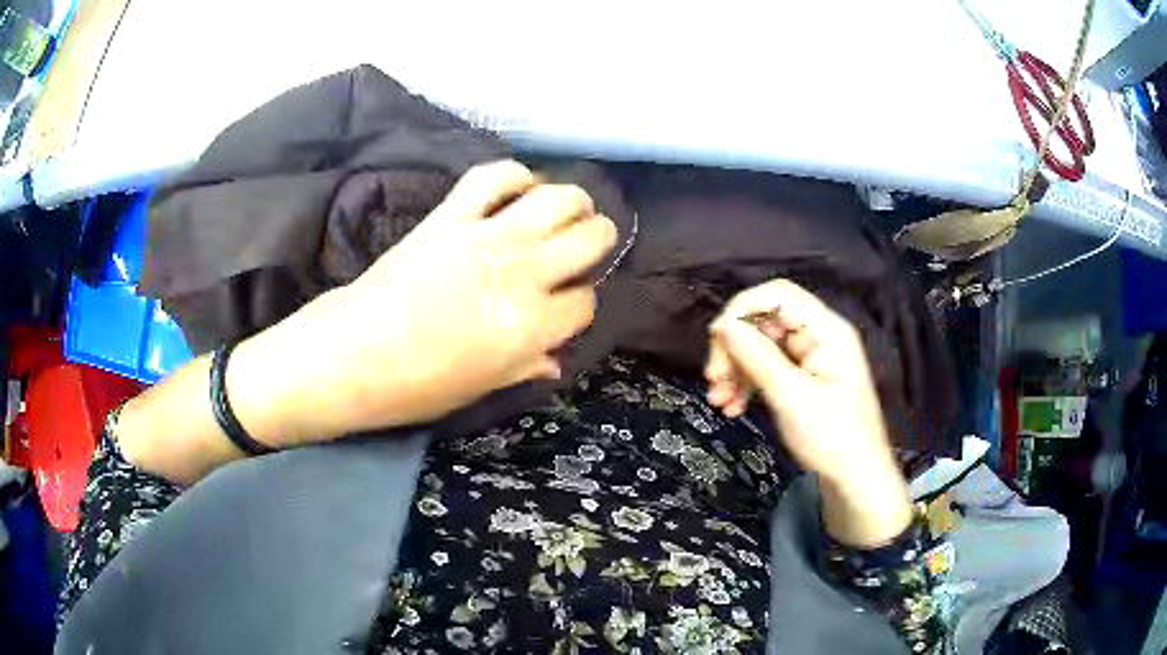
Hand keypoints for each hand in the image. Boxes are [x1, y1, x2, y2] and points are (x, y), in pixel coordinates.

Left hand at [231, 160, 616, 443]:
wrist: (351, 355)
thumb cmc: (416, 386)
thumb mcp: (482, 387)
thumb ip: (526, 366)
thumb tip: (555, 358)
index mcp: (531, 327)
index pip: (586, 302)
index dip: (581, 304)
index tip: (566, 306)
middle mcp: (522, 274)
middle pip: (589, 238)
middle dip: (597, 241)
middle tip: (583, 246)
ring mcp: (486, 237)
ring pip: (558, 198)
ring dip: (572, 202)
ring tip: (566, 211)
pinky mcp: (450, 215)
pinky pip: (494, 176)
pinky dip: (513, 175)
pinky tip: (517, 189)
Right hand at [704, 279, 911, 545]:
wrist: (855, 479)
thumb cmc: (832, 437)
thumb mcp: (791, 397)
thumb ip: (757, 357)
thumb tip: (722, 325)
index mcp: (826, 330)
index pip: (778, 296)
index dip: (742, 309)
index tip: (716, 339)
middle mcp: (818, 336)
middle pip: (765, 321)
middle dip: (735, 346)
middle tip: (713, 378)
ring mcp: (811, 357)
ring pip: (761, 346)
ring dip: (736, 368)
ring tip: (719, 400)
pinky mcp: (803, 378)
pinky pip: (767, 367)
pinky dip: (747, 383)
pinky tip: (733, 406)